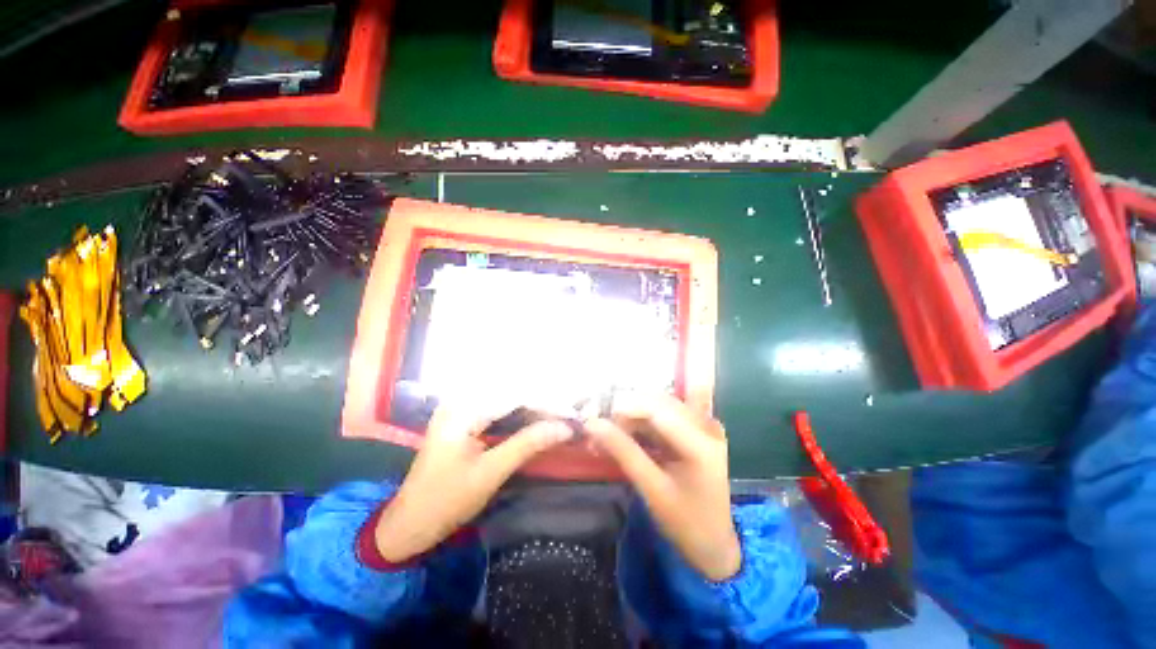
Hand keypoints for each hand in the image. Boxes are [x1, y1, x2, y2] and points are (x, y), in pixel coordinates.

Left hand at [375, 405, 572, 562]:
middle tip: (567, 415)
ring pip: (506, 400)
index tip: (571, 414)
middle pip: (511, 393)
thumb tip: (564, 428)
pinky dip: (519, 415)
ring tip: (557, 416)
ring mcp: (460, 409)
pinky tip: (535, 421)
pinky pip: (498, 410)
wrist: (408, 524)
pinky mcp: (463, 420)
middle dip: (541, 403)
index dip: (546, 403)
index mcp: (462, 410)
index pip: (514, 396)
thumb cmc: (446, 501)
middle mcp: (461, 401)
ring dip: (532, 408)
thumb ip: (527, 444)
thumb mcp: (490, 473)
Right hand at [586, 393, 740, 580]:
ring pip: (659, 406)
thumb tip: (592, 423)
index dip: (626, 407)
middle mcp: (706, 426)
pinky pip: (665, 415)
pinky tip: (627, 435)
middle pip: (658, 403)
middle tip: (602, 431)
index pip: (658, 409)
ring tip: (610, 435)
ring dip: (633, 417)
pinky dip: (643, 423)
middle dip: (628, 413)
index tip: (597, 419)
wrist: (714, 542)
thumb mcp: (651, 489)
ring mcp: (704, 426)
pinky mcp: (697, 430)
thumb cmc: (685, 522)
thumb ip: (623, 452)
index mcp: (701, 442)